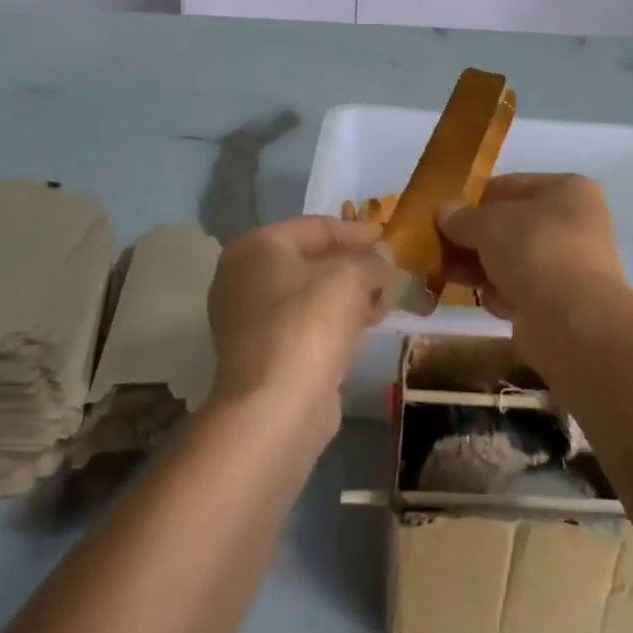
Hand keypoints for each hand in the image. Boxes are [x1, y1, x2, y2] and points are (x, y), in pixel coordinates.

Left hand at [206, 216, 398, 433]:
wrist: (275, 406)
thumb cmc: (309, 323)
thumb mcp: (351, 277)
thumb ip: (372, 261)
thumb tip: (384, 259)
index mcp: (257, 246)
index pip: (316, 227)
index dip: (356, 232)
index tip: (387, 239)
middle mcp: (244, 276)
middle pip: (310, 260)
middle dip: (354, 265)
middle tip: (389, 272)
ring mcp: (248, 317)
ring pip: (309, 294)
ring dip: (348, 294)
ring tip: (384, 301)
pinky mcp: (261, 352)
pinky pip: (304, 323)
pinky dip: (334, 320)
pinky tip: (365, 326)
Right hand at [436, 173, 625, 329]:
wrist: (573, 321)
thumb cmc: (534, 251)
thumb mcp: (488, 223)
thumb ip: (462, 217)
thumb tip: (444, 212)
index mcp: (567, 189)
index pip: (510, 186)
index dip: (473, 200)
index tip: (443, 216)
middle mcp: (574, 222)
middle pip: (510, 225)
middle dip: (473, 239)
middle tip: (439, 249)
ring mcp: (571, 263)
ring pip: (512, 259)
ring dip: (482, 268)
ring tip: (450, 276)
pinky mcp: (563, 301)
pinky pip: (522, 289)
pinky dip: (503, 294)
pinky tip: (491, 302)